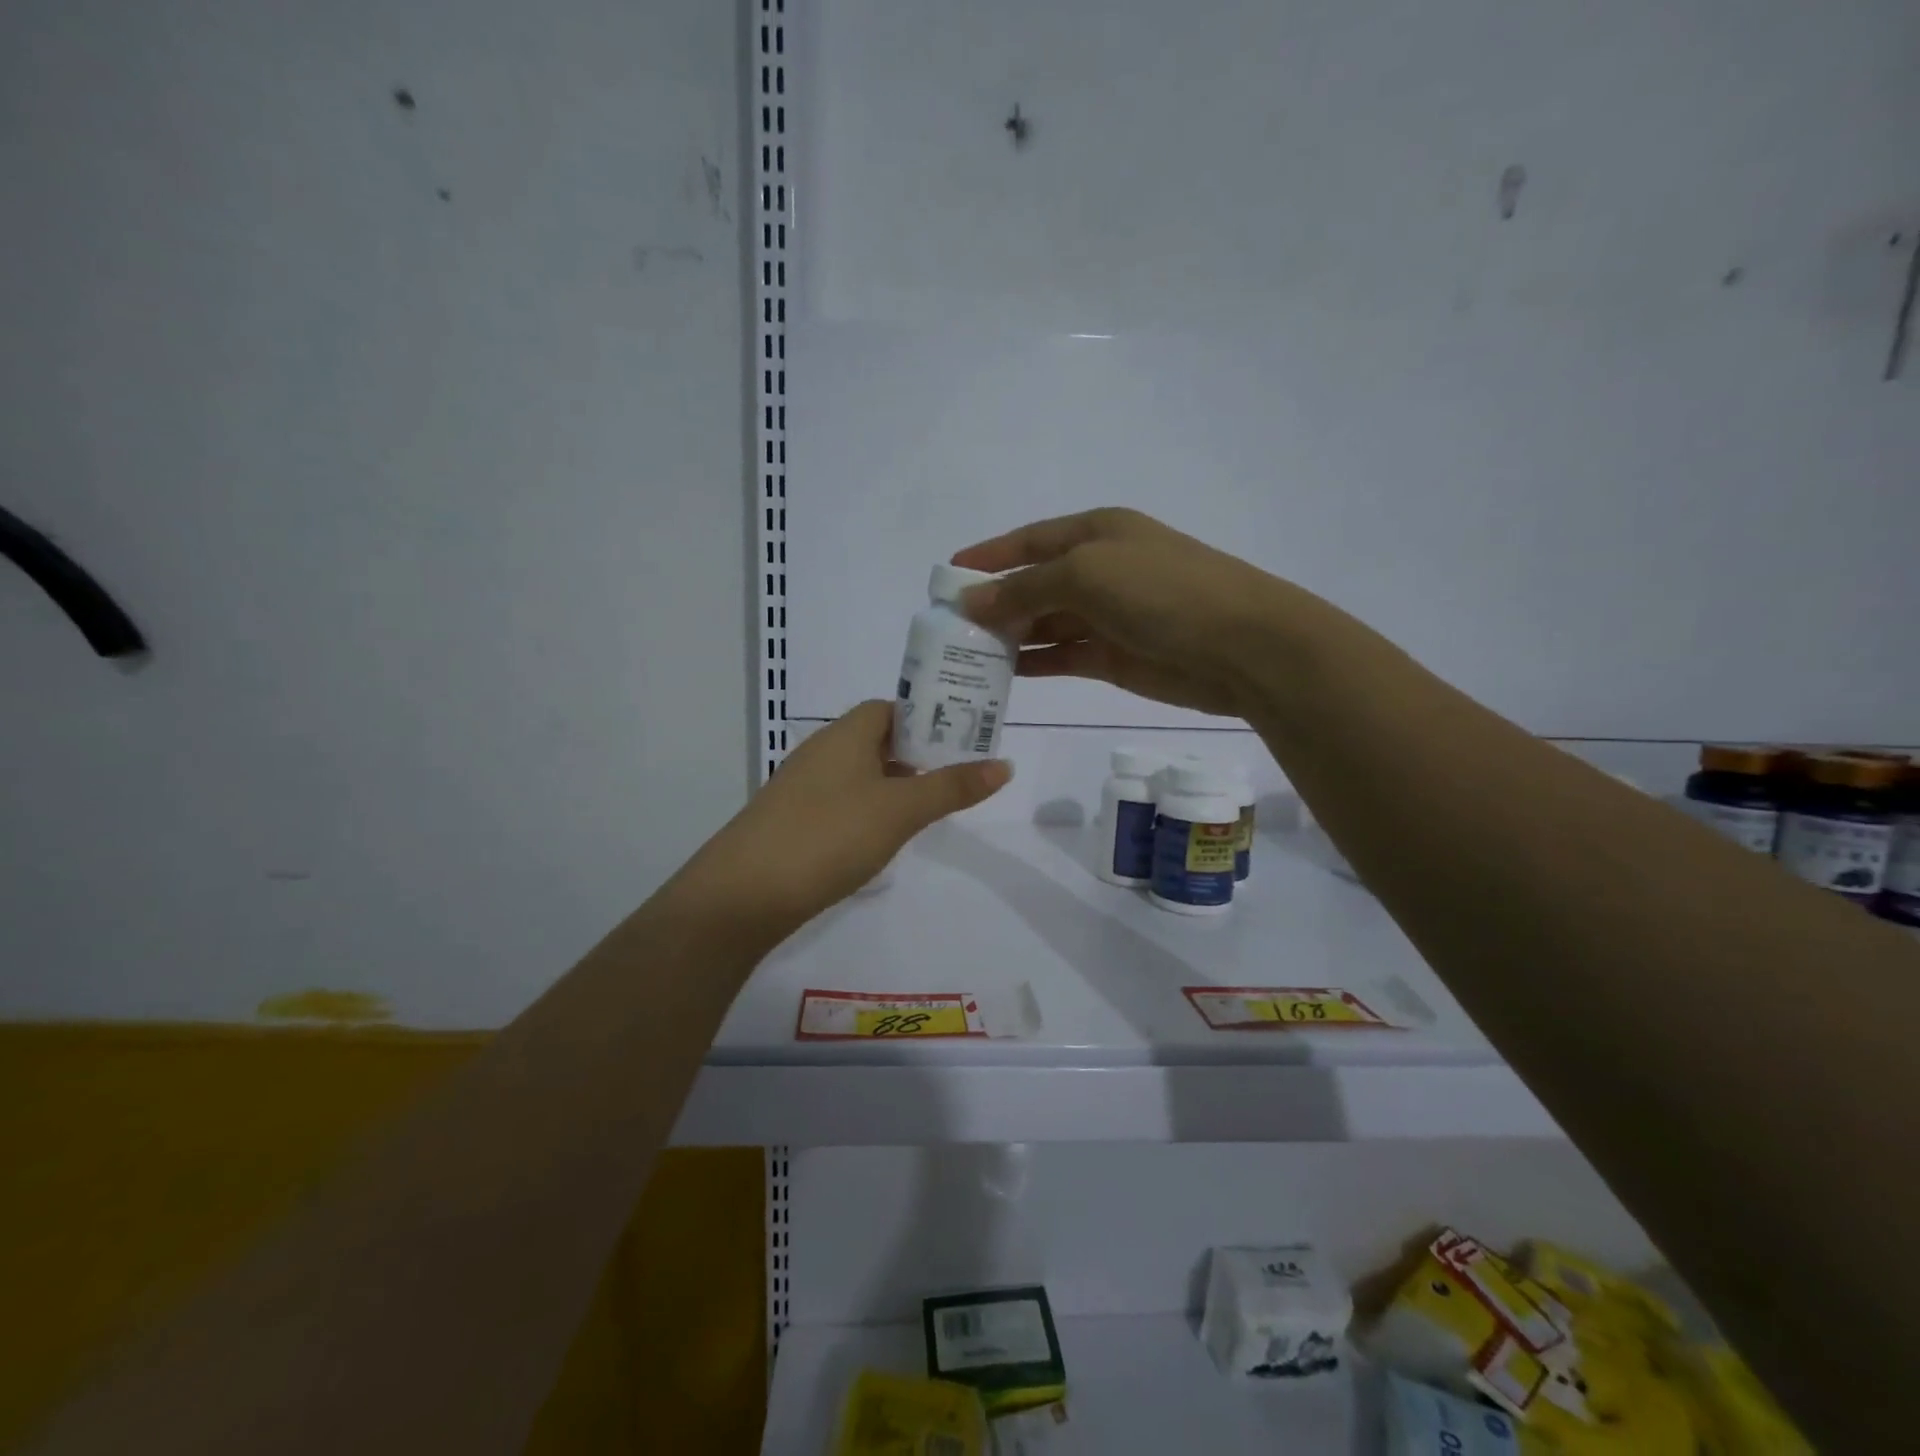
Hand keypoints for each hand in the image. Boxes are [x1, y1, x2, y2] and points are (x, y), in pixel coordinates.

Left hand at [687, 700, 1010, 931]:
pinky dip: (867, 810)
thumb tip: (1005, 764)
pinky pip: (840, 802)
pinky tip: (881, 837)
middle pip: (876, 739)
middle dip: (916, 753)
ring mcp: (802, 788)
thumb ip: (952, 787)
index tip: (961, 738)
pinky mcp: (792, 821)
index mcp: (846, 734)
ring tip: (928, 807)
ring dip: (892, 784)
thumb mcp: (901, 810)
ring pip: (859, 773)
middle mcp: (821, 751)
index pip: (890, 708)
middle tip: (955, 775)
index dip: (926, 717)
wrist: (744, 893)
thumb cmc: (830, 835)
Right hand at [953, 507, 1304, 719]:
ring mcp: (1108, 615)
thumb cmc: (1163, 591)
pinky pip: (1062, 655)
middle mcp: (1100, 569)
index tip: (947, 575)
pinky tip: (1002, 674)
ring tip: (966, 654)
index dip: (989, 556)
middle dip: (994, 601)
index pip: (1029, 540)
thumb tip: (971, 602)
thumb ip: (1024, 589)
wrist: (1241, 646)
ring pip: (1045, 623)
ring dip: (1009, 635)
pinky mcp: (1114, 657)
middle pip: (1034, 583)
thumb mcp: (1086, 575)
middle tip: (949, 627)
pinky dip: (1034, 662)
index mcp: (1096, 532)